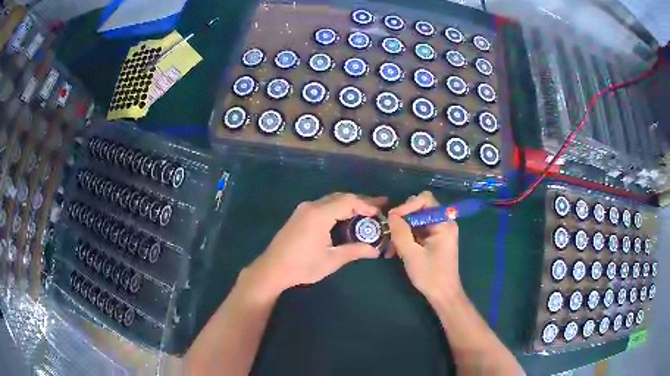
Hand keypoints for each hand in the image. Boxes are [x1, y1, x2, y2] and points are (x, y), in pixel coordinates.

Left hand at [245, 193, 386, 299]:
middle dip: (360, 201)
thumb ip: (355, 251)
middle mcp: (311, 206)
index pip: (348, 201)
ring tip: (366, 211)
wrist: (272, 269)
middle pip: (340, 197)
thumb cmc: (302, 266)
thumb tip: (375, 250)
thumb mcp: (331, 260)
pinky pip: (323, 206)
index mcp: (319, 214)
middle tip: (379, 206)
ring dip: (349, 204)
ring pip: (331, 200)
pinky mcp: (299, 216)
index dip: (366, 204)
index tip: (379, 213)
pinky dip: (337, 209)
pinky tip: (345, 218)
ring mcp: (303, 210)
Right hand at [387, 191, 462, 303]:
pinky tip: (397, 250)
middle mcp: (443, 223)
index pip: (424, 199)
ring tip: (392, 245)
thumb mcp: (412, 254)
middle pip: (420, 208)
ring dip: (403, 230)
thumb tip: (391, 215)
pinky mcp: (434, 240)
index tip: (393, 218)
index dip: (407, 205)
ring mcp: (439, 232)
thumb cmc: (430, 275)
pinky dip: (407, 237)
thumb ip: (401, 232)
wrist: (443, 295)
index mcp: (443, 223)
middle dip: (403, 218)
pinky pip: (418, 231)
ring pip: (417, 220)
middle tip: (390, 232)